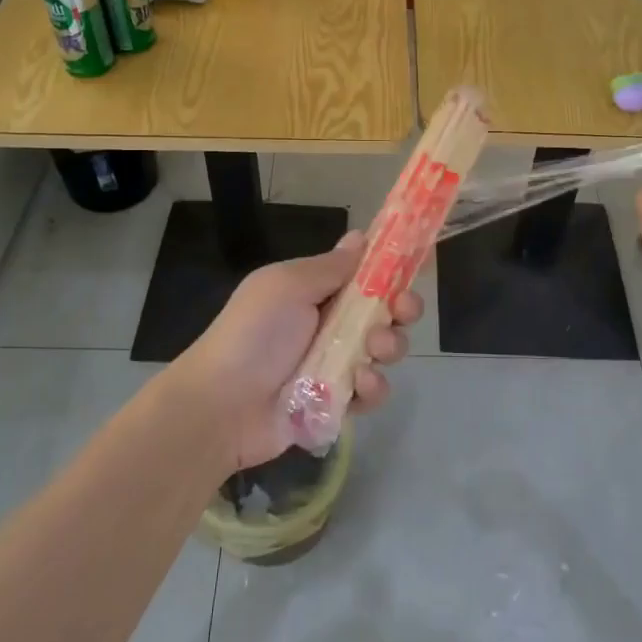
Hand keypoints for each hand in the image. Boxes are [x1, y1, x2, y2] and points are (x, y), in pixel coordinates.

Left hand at [172, 232, 420, 470]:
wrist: (222, 405)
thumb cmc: (254, 333)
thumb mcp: (287, 286)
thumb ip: (330, 266)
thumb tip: (360, 235)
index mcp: (318, 289)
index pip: (365, 272)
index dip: (393, 267)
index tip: (419, 261)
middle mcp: (331, 322)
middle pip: (385, 310)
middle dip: (402, 307)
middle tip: (402, 310)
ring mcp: (336, 363)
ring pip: (385, 349)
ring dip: (389, 346)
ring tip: (372, 351)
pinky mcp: (339, 402)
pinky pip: (372, 391)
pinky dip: (372, 387)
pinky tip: (358, 384)